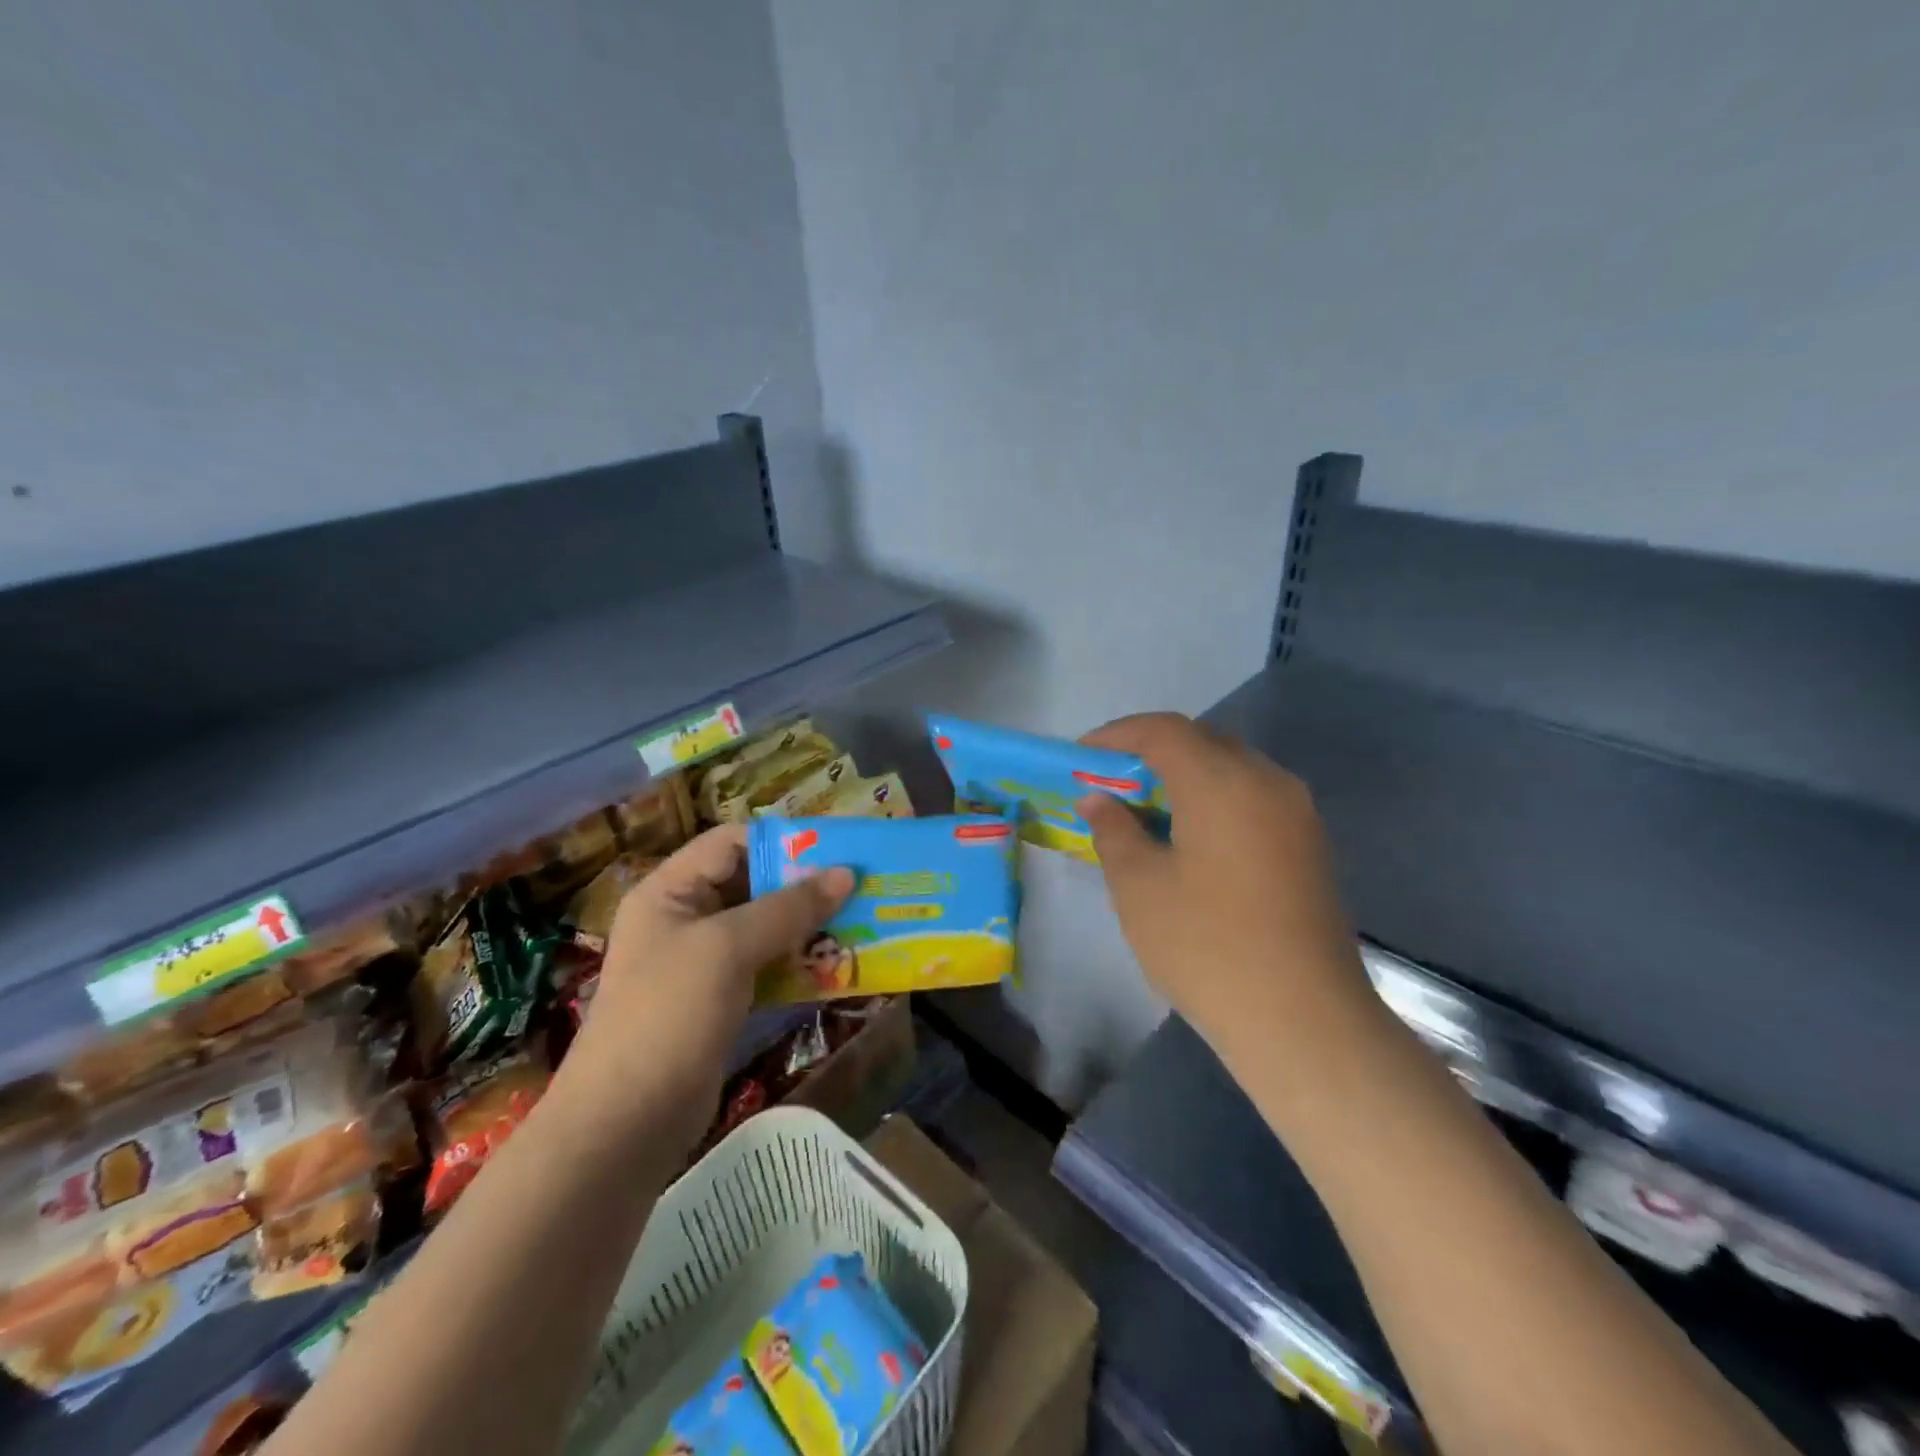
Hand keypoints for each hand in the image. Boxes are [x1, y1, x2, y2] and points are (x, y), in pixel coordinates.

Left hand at [563, 824, 852, 1152]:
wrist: (625, 1125)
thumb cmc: (668, 1016)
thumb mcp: (727, 949)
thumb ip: (787, 908)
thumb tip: (846, 873)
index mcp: (670, 891)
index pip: (732, 843)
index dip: (783, 840)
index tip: (838, 847)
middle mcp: (685, 918)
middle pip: (752, 883)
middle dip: (805, 885)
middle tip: (861, 884)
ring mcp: (702, 963)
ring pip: (764, 927)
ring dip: (809, 925)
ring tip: (861, 920)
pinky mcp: (720, 1000)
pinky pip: (767, 966)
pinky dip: (800, 962)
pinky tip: (838, 964)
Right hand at [1078, 713, 1375, 1060]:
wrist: (1303, 1020)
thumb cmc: (1206, 946)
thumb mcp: (1139, 886)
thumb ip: (1113, 830)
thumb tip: (1098, 799)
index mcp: (1222, 782)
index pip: (1163, 731)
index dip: (1117, 735)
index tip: (1082, 755)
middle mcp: (1266, 781)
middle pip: (1202, 742)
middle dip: (1151, 752)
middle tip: (1110, 783)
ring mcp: (1297, 813)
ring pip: (1231, 769)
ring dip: (1185, 776)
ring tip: (1145, 811)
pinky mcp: (1309, 845)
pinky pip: (1253, 798)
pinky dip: (1214, 800)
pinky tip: (1190, 839)